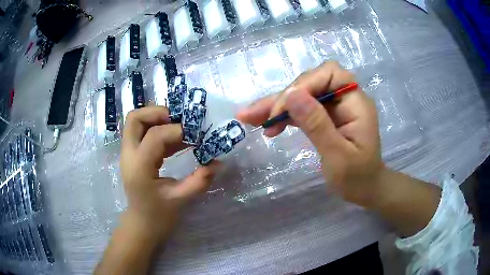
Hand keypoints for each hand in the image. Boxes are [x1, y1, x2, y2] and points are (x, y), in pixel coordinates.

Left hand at [120, 106, 217, 242]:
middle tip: (180, 120)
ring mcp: (128, 153)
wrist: (142, 224)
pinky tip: (177, 141)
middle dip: (158, 113)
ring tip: (181, 128)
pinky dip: (159, 130)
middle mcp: (128, 155)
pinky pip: (143, 132)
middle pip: (135, 118)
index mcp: (139, 167)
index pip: (155, 135)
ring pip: (137, 122)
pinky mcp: (133, 155)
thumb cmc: (159, 216)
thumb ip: (200, 180)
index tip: (197, 136)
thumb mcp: (181, 199)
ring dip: (158, 119)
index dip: (178, 131)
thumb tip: (219, 162)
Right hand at [237, 62, 382, 207]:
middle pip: (311, 82)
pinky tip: (265, 124)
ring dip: (276, 105)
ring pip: (302, 96)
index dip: (305, 84)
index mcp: (356, 103)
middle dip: (284, 97)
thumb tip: (291, 95)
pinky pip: (301, 109)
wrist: (364, 189)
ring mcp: (334, 107)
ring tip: (248, 116)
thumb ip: (317, 124)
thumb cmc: (356, 178)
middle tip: (256, 116)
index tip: (284, 108)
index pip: (329, 74)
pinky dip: (283, 116)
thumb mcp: (338, 156)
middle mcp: (345, 98)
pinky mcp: (324, 117)